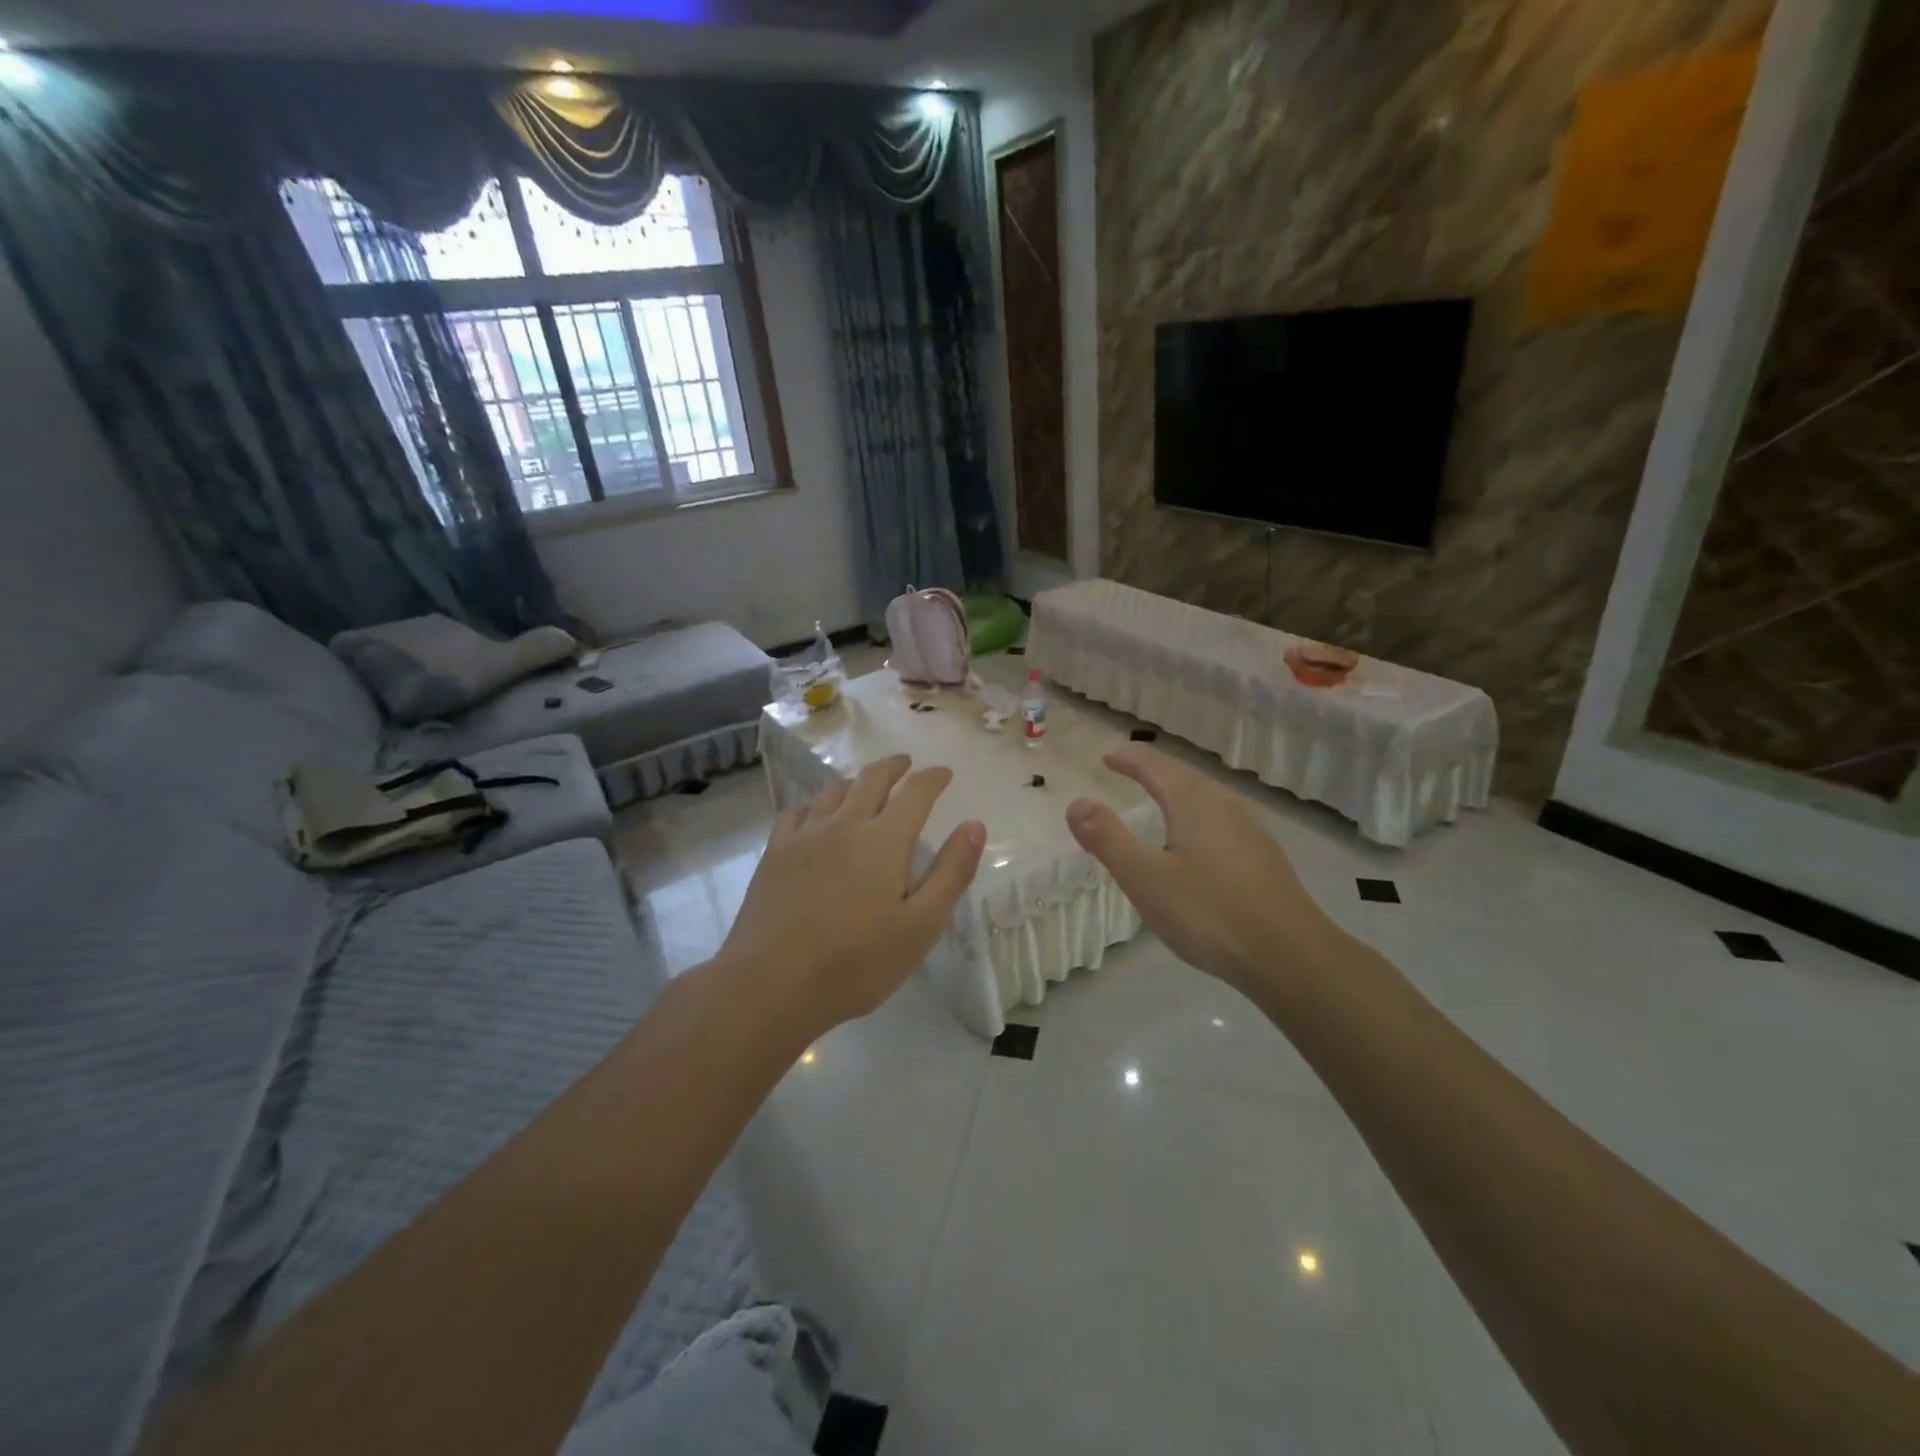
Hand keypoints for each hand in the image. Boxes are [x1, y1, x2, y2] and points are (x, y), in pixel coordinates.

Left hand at [715, 756, 985, 1037]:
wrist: (772, 983)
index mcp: (885, 840)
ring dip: (856, 780)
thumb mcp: (921, 925)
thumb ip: (951, 872)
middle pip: (872, 779)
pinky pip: (797, 812)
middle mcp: (845, 824)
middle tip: (906, 764)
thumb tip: (974, 825)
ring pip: (833, 791)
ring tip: (865, 785)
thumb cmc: (857, 962)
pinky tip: (815, 814)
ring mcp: (805, 835)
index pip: (916, 792)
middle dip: (894, 767)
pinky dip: (815, 803)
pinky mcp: (775, 852)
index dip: (933, 778)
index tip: (944, 773)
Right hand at [1065, 745, 1338, 991]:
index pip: (1156, 767)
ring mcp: (1251, 831)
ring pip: (1208, 797)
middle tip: (1130, 769)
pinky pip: (1222, 820)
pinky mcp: (1265, 858)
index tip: (1108, 758)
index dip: (1130, 760)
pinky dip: (1198, 814)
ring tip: (1161, 797)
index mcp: (1195, 804)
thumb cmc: (1209, 913)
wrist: (1290, 956)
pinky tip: (1200, 840)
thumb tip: (1077, 803)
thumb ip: (1108, 838)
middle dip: (1155, 769)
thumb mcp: (1145, 878)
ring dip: (1179, 790)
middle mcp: (1225, 807)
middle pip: (1185, 776)